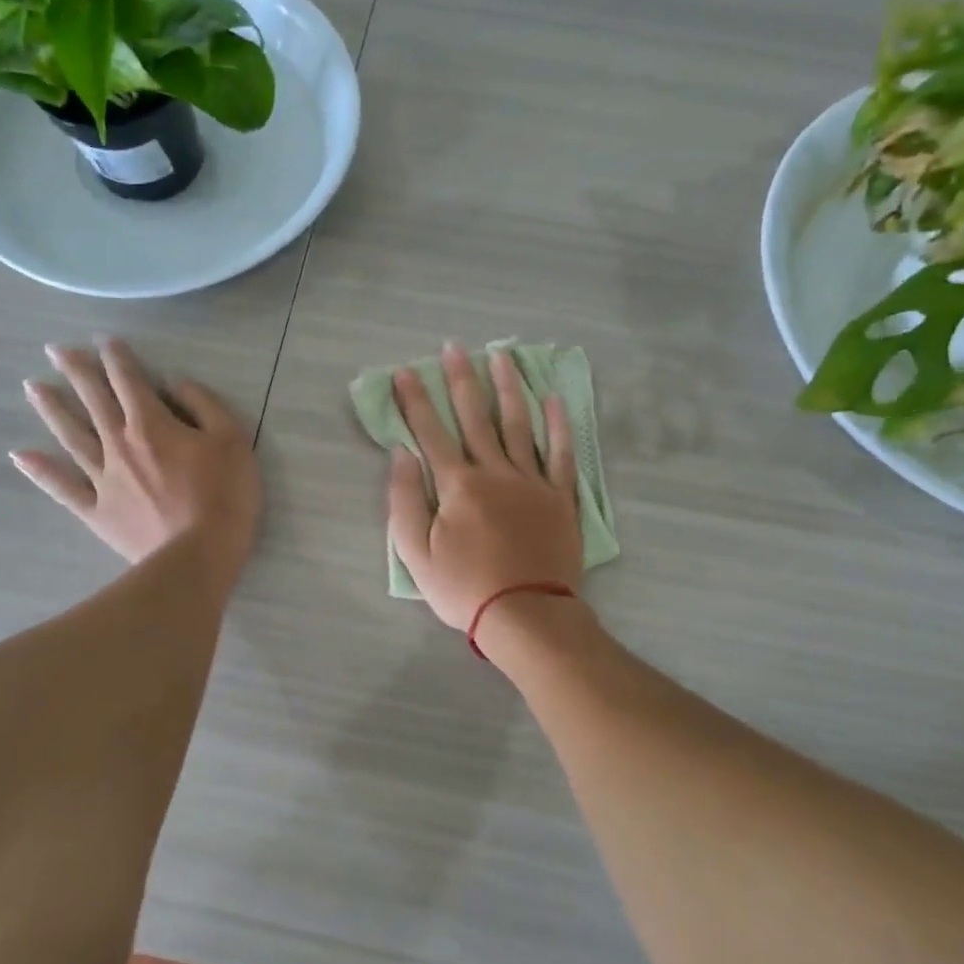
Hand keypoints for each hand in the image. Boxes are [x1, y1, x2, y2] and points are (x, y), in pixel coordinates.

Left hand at [13, 339, 261, 594]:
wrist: (197, 557)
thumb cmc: (224, 495)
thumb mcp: (232, 440)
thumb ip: (203, 405)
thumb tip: (174, 383)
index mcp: (152, 424)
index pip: (130, 381)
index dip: (117, 357)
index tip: (104, 340)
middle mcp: (119, 444)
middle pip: (93, 401)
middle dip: (76, 371)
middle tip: (54, 350)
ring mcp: (103, 479)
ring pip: (71, 436)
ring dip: (52, 409)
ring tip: (32, 387)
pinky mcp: (97, 511)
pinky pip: (63, 488)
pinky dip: (41, 471)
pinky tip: (20, 454)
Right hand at [387, 342, 582, 630]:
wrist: (527, 615)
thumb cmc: (465, 588)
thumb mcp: (416, 553)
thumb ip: (405, 500)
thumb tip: (401, 454)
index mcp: (458, 484)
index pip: (430, 432)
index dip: (415, 400)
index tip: (405, 370)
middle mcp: (495, 471)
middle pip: (475, 417)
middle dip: (461, 379)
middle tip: (453, 347)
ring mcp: (532, 481)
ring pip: (519, 424)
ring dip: (508, 387)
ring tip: (501, 356)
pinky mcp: (560, 497)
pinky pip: (561, 453)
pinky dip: (559, 424)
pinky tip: (553, 398)